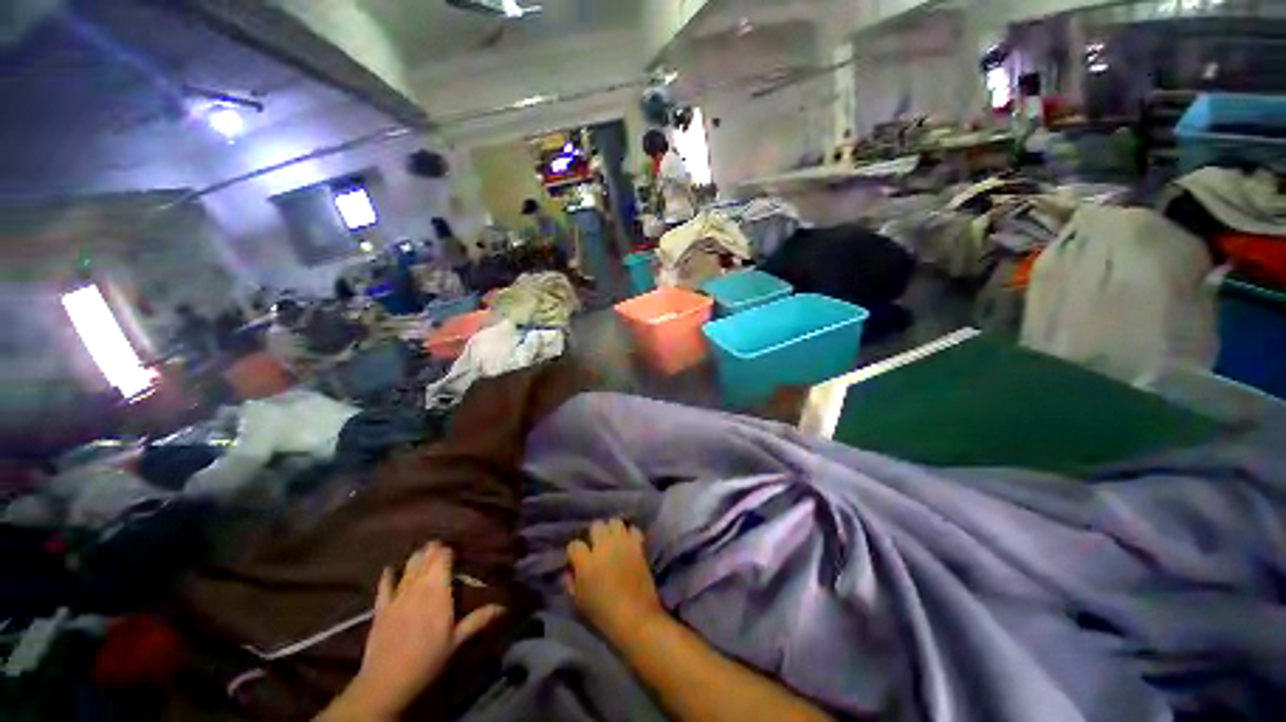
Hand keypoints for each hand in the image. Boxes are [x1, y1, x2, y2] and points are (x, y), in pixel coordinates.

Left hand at [339, 542, 503, 718]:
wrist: (387, 682)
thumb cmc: (429, 659)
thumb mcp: (458, 641)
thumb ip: (479, 619)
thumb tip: (505, 606)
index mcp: (439, 590)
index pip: (444, 557)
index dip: (450, 550)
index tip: (459, 549)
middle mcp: (418, 586)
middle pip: (426, 558)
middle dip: (434, 549)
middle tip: (444, 548)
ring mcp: (397, 596)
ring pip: (408, 566)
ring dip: (417, 558)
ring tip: (425, 552)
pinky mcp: (380, 608)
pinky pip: (384, 585)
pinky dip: (388, 575)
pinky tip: (390, 568)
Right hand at [565, 519, 664, 644]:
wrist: (636, 619)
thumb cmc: (603, 615)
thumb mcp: (578, 603)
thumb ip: (570, 582)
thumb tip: (569, 569)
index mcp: (586, 563)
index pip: (574, 544)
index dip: (574, 552)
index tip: (577, 560)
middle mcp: (604, 547)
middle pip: (596, 525)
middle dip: (594, 535)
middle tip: (596, 547)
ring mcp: (623, 544)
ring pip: (614, 522)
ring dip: (612, 530)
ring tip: (613, 541)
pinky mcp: (638, 545)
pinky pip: (633, 529)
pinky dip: (629, 534)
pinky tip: (627, 544)